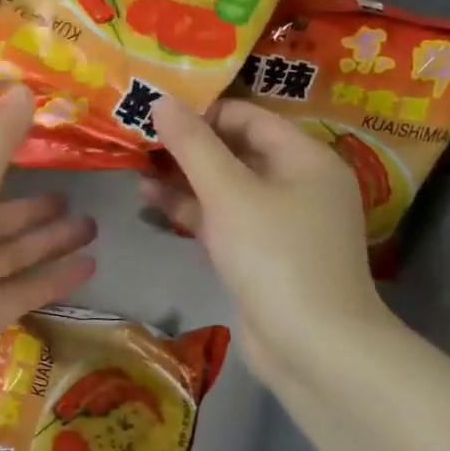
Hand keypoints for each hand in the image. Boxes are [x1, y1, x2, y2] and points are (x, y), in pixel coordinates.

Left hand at [0, 87, 96, 396]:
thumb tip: (23, 86)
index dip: (4, 165)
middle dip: (35, 209)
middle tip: (76, 198)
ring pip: (14, 254)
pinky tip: (90, 266)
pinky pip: (23, 289)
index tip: (40, 155)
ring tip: (94, 227)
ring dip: (51, 241)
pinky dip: (54, 278)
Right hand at [144, 96, 387, 380]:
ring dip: (182, 177)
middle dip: (186, 145)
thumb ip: (193, 145)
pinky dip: (190, 208)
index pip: (248, 116)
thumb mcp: (229, 192)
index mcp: (305, 158)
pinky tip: (150, 198)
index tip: (155, 111)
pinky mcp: (261, 253)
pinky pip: (223, 217)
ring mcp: (279, 222)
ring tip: (134, 166)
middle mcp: (297, 183)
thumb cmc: (275, 256)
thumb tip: (162, 100)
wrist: (315, 350)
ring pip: (224, 186)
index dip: (202, 111)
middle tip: (137, 136)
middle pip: (235, 150)